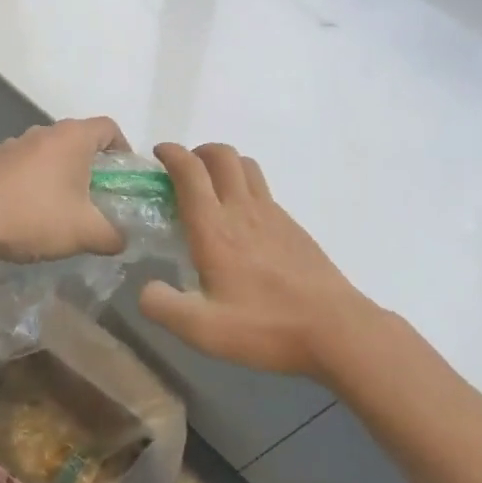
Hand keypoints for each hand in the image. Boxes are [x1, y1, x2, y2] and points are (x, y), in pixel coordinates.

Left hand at [0, 117, 128, 263]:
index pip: (109, 128)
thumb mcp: (86, 233)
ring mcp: (13, 142)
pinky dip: (28, 178)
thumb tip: (122, 239)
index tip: (122, 178)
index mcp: (72, 138)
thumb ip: (114, 236)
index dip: (123, 149)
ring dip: (57, 171)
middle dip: (90, 165)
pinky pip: (20, 163)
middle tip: (94, 197)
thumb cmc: (36, 218)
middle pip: (78, 139)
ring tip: (57, 205)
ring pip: (47, 151)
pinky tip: (23, 206)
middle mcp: (44, 131)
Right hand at [139, 143, 376, 379]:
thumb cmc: (266, 327)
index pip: (190, 171)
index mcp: (214, 227)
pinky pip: (263, 189)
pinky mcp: (292, 226)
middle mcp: (242, 209)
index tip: (159, 154)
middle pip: (221, 155)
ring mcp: (272, 214)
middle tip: (184, 171)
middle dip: (198, 152)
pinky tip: (242, 220)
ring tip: (211, 187)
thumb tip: (146, 288)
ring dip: (224, 163)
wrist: (336, 328)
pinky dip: (245, 186)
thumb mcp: (203, 330)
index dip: (172, 154)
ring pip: (246, 166)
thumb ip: (164, 307)